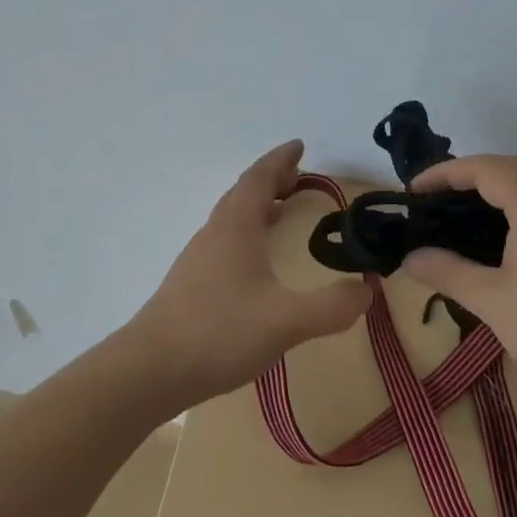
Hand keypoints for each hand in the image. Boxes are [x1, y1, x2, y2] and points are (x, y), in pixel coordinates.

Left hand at [124, 140, 370, 406]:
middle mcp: (215, 233)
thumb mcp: (286, 321)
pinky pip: (225, 240)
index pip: (258, 178)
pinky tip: (256, 261)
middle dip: (272, 180)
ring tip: (282, 210)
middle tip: (298, 178)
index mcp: (236, 227)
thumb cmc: (219, 332)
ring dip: (258, 206)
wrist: (149, 370)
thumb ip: (331, 306)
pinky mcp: (191, 283)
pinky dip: (247, 232)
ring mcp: (199, 258)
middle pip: (243, 193)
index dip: (280, 159)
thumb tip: (367, 290)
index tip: (299, 146)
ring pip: (231, 217)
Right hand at [402, 155, 516, 385]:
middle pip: (509, 168)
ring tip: (459, 215)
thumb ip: (448, 273)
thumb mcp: (493, 301)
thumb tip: (410, 259)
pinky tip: (500, 237)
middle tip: (433, 199)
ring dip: (494, 189)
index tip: (415, 191)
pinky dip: (515, 205)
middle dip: (468, 176)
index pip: (485, 168)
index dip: (446, 173)